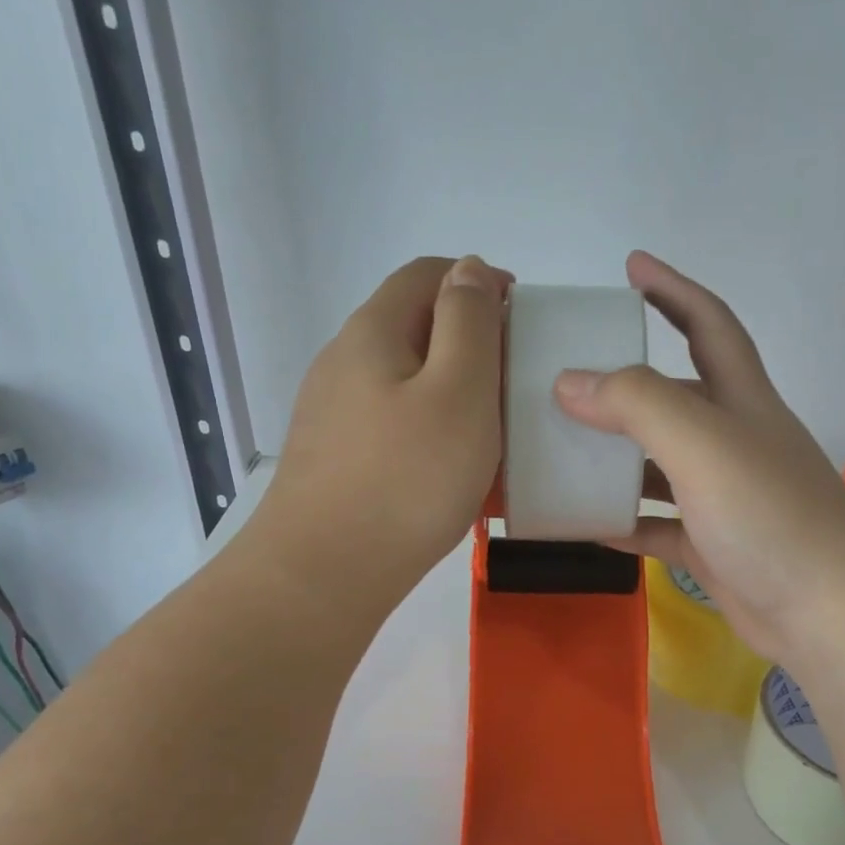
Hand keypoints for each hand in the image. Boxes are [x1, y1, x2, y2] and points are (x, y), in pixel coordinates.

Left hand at [253, 256, 509, 616]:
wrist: (322, 576)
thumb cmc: (406, 480)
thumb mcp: (459, 391)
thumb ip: (470, 322)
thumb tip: (470, 269)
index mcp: (373, 332)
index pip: (426, 274)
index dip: (478, 281)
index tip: (522, 320)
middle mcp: (343, 363)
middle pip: (413, 328)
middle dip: (469, 343)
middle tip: (514, 384)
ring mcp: (332, 416)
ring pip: (405, 383)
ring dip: (452, 394)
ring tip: (493, 435)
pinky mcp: (334, 461)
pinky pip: (393, 429)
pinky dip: (430, 434)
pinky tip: (451, 475)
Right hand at [554, 252, 844, 669]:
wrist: (827, 614)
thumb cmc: (771, 516)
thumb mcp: (703, 444)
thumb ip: (637, 405)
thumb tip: (568, 383)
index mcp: (742, 400)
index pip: (708, 324)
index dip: (672, 289)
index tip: (630, 266)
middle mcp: (735, 441)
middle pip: (674, 395)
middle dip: (625, 380)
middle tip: (565, 376)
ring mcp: (724, 498)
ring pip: (658, 465)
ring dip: (615, 456)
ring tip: (559, 449)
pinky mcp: (712, 547)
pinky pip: (656, 525)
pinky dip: (622, 520)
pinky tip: (582, 521)